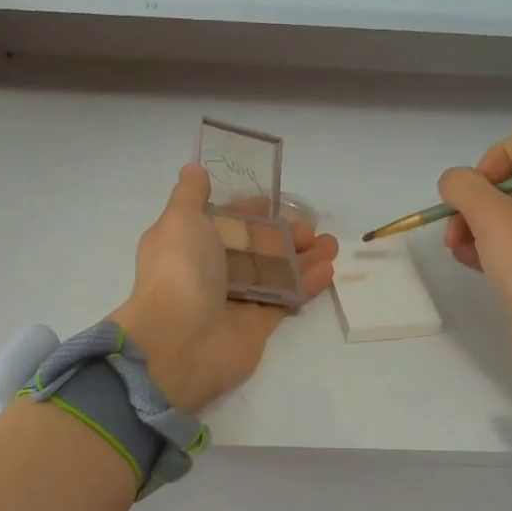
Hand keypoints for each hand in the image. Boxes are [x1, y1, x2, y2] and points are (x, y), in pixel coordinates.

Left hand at [112, 164, 337, 411]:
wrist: (180, 341)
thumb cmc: (180, 271)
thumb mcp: (179, 220)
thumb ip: (190, 194)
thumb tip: (193, 169)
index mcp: (188, 244)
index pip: (223, 222)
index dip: (249, 212)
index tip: (275, 203)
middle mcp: (209, 271)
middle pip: (253, 248)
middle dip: (284, 235)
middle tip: (310, 229)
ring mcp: (234, 300)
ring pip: (273, 273)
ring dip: (302, 258)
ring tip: (332, 246)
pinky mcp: (256, 325)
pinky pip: (284, 299)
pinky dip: (305, 285)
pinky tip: (327, 270)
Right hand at [439, 129, 511, 391]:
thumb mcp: (492, 217)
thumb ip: (464, 187)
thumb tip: (453, 183)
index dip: (493, 159)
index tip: (474, 191)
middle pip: (510, 182)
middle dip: (473, 202)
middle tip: (453, 229)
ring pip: (506, 216)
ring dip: (473, 227)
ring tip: (457, 250)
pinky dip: (488, 249)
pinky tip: (470, 264)